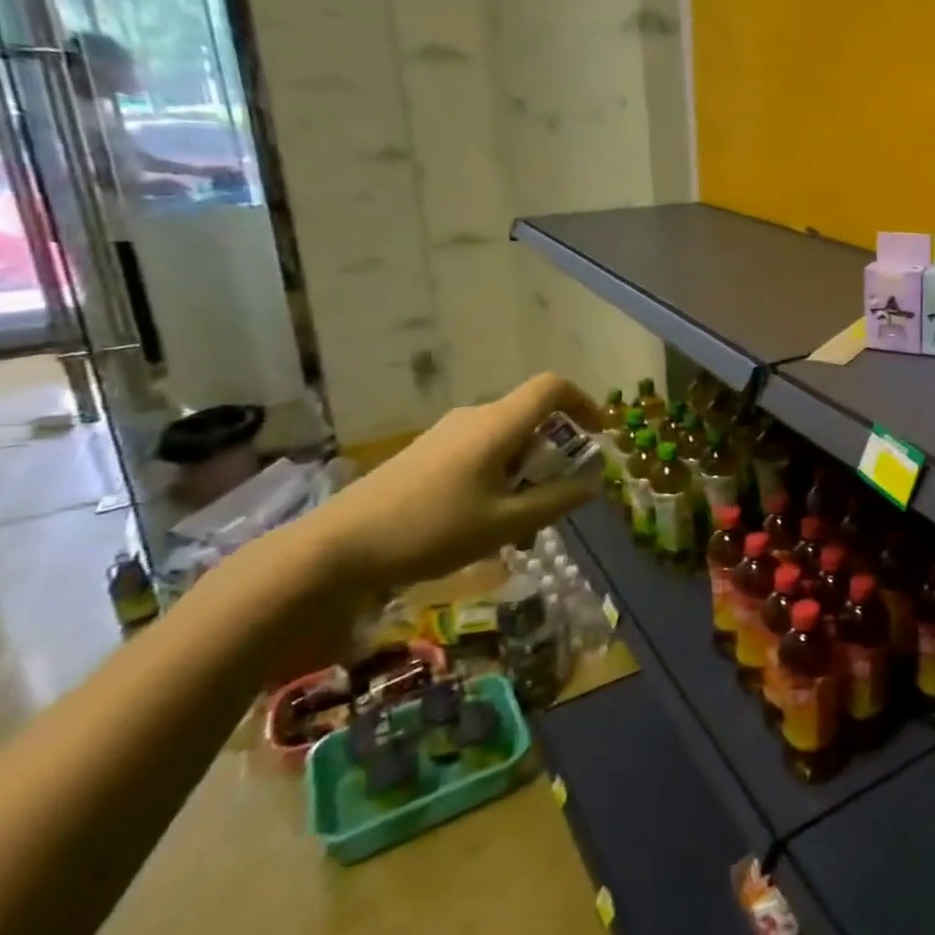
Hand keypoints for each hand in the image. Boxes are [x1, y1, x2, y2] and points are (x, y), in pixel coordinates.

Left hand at [298, 373, 602, 594]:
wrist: (336, 547)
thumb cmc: (432, 530)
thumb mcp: (506, 523)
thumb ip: (557, 500)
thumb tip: (593, 482)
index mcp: (497, 424)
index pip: (552, 387)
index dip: (584, 402)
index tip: (598, 435)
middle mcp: (474, 417)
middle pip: (531, 415)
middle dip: (556, 448)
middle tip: (562, 493)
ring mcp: (446, 433)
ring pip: (505, 438)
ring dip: (527, 468)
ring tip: (524, 519)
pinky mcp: (426, 453)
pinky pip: (480, 451)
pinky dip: (501, 474)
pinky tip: (486, 519)